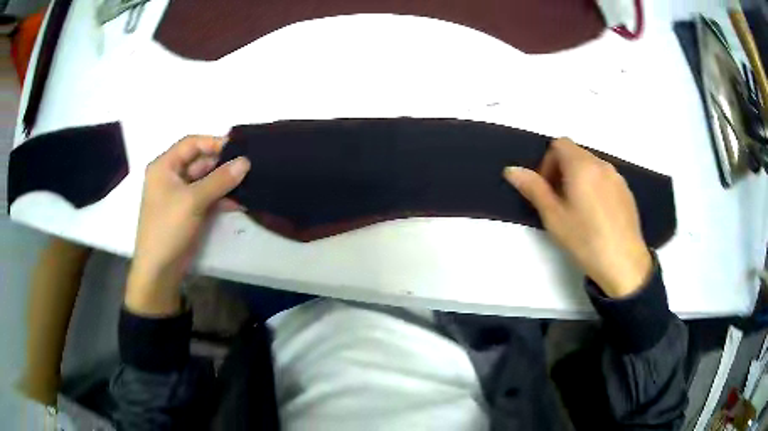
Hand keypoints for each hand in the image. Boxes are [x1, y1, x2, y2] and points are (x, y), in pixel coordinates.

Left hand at [126, 136, 249, 315]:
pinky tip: (240, 201)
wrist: (159, 270)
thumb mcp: (193, 200)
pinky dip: (222, 198)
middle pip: (200, 161)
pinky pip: (208, 197)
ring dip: (225, 182)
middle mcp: (171, 176)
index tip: (238, 148)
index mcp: (165, 166)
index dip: (214, 142)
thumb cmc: (168, 228)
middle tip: (249, 166)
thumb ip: (219, 179)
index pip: (191, 143)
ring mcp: (181, 194)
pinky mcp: (189, 211)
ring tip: (250, 183)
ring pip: (206, 180)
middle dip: (223, 164)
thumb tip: (245, 162)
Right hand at [504, 138, 651, 297]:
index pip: (559, 144)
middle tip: (559, 202)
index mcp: (582, 166)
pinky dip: (595, 187)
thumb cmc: (586, 240)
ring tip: (578, 211)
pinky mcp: (627, 191)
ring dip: (579, 178)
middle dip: (562, 170)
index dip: (547, 162)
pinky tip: (596, 216)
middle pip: (576, 153)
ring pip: (591, 166)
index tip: (547, 189)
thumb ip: (533, 189)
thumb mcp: (554, 217)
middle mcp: (601, 164)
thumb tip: (511, 169)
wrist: (624, 264)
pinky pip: (605, 178)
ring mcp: (617, 177)